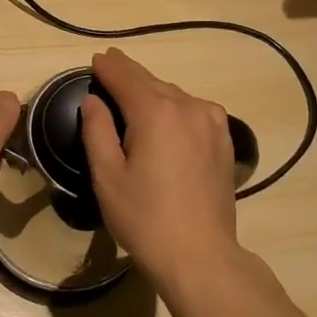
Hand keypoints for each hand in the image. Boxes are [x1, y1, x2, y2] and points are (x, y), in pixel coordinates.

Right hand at [80, 48, 239, 288]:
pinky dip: (175, 105)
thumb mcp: (107, 177)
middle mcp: (186, 105)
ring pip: (173, 94)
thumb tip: (93, 100)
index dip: (108, 67)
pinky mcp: (223, 138)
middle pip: (150, 81)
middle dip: (128, 73)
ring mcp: (210, 120)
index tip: (96, 59)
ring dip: (152, 90)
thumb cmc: (145, 219)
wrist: (201, 257)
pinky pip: (193, 109)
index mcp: (155, 112)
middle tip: (111, 64)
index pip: (125, 77)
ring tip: (134, 92)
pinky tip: (167, 115)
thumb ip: (97, 131)